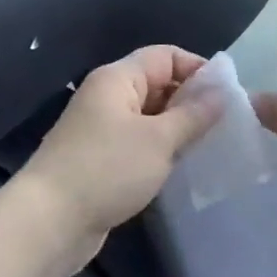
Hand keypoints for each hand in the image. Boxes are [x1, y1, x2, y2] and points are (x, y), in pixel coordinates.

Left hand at [16, 46, 221, 274]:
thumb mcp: (158, 140)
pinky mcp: (99, 158)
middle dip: (190, 100)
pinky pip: (138, 142)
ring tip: (210, 146)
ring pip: (149, 116)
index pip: (165, 55)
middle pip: (157, 83)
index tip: (228, 95)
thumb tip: (221, 92)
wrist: (49, 221)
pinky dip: (160, 149)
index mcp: (117, 78)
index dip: (197, 68)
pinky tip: (180, 167)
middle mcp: (107, 95)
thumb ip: (193, 115)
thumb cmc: (107, 169)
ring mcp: (101, 128)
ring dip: (177, 128)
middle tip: (225, 125)